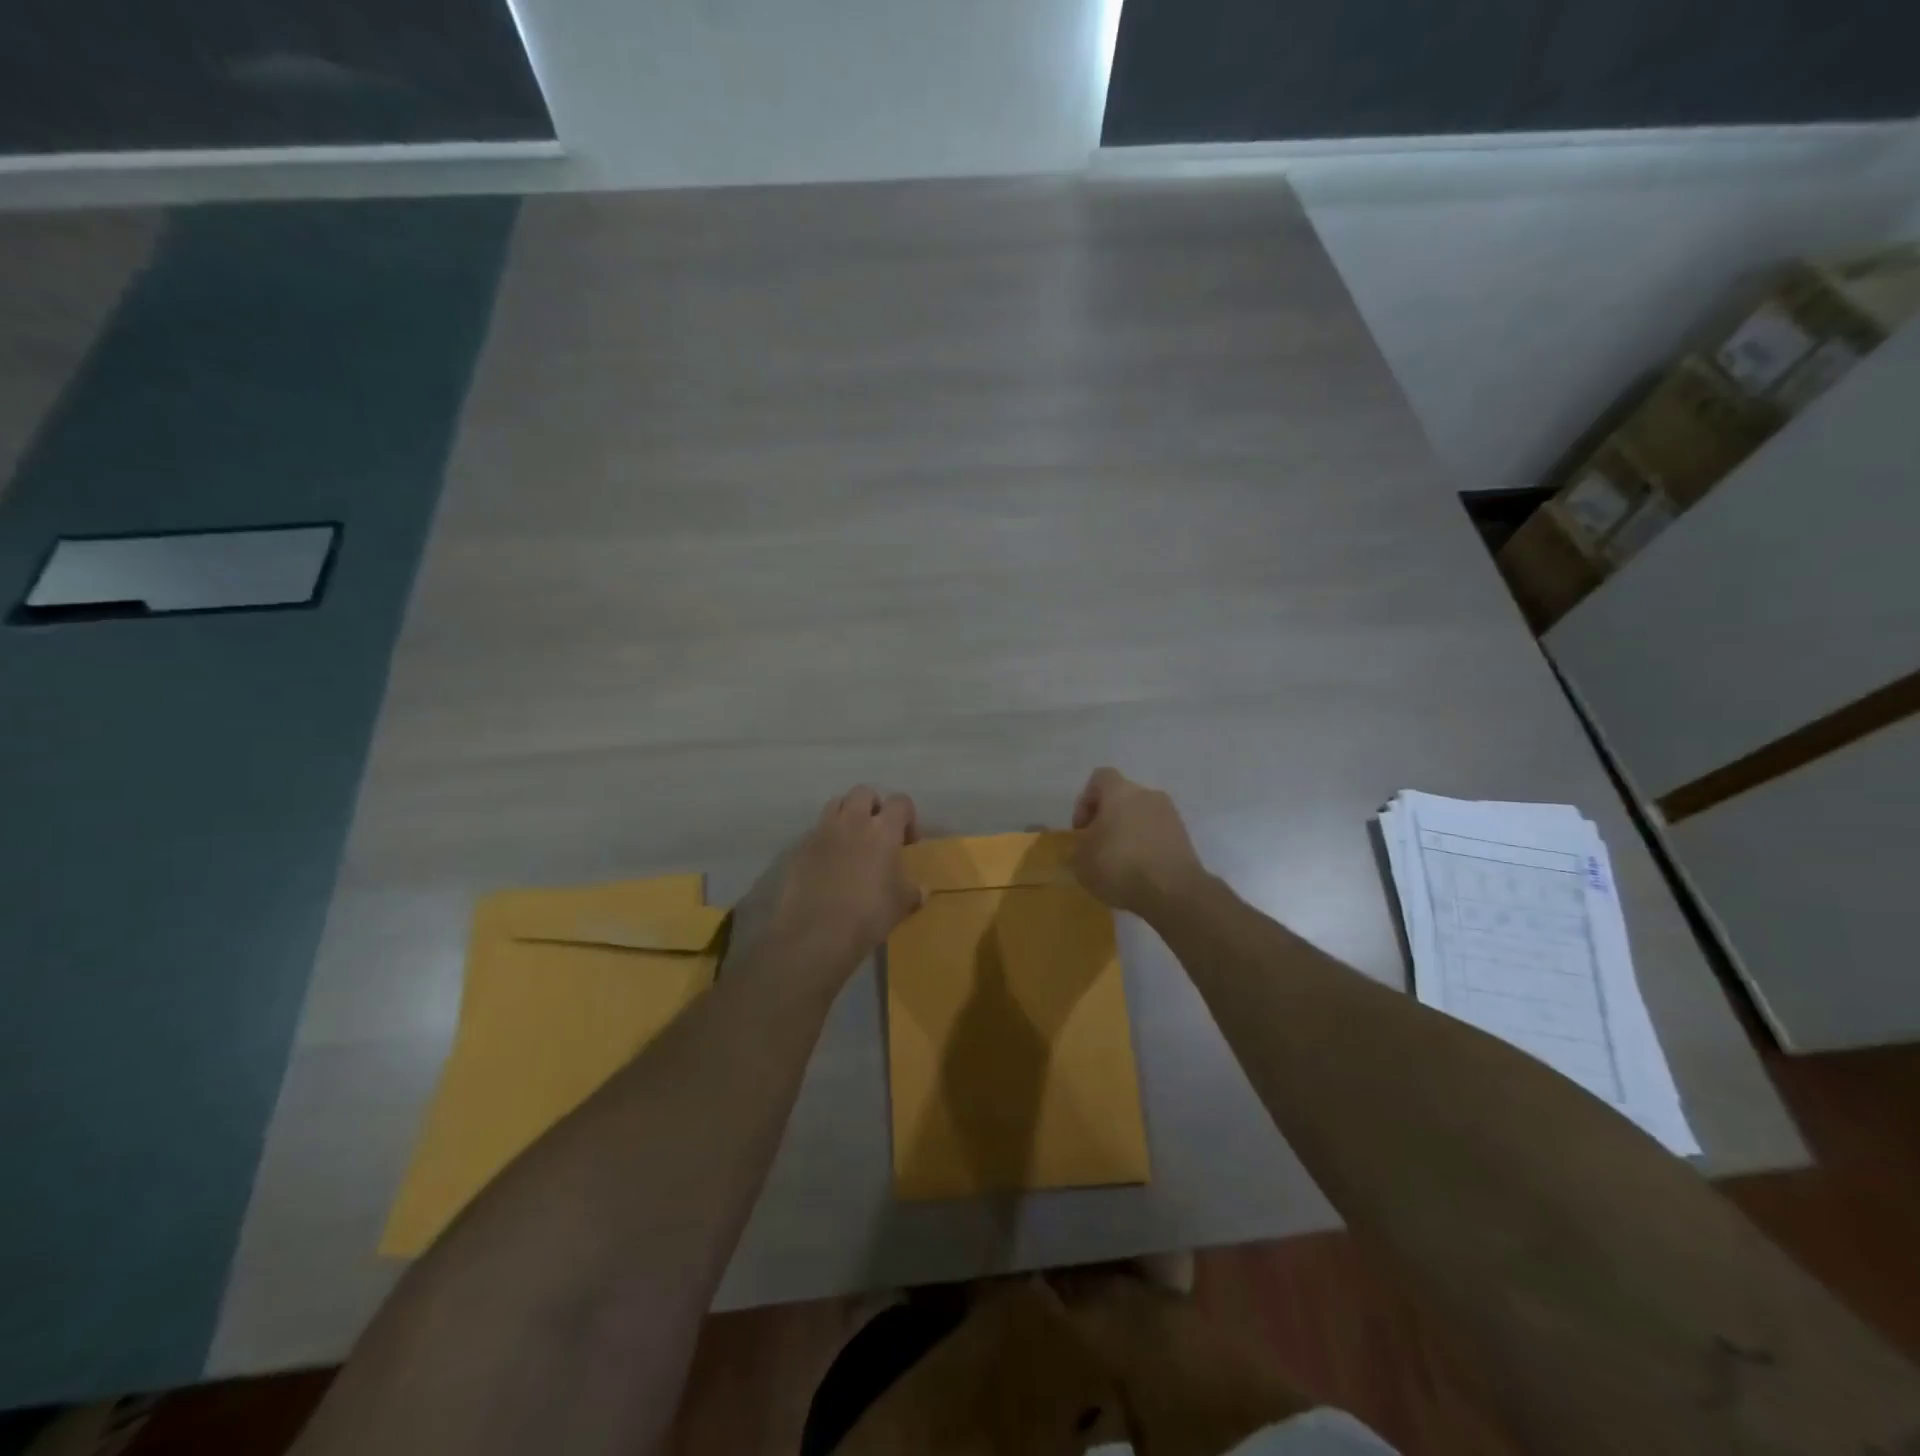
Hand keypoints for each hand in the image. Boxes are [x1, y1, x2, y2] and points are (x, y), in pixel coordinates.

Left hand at [761, 786, 923, 987]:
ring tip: (852, 842)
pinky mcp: (800, 847)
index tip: (907, 842)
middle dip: (873, 806)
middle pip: (863, 792)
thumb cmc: (868, 916)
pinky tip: (829, 864)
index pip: (900, 802)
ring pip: (836, 804)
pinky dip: (826, 839)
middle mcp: (852, 821)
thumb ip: (912, 892)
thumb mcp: (900, 906)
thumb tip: (922, 890)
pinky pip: (816, 831)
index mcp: (883, 830)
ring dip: (847, 815)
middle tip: (878, 833)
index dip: (907, 817)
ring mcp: (822, 832)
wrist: (816, 933)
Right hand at [1070, 767, 1207, 917]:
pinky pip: (1157, 833)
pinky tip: (1139, 871)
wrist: (1173, 891)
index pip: (1099, 778)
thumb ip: (1078, 847)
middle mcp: (1147, 795)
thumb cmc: (1119, 866)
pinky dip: (1146, 846)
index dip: (1085, 801)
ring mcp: (1170, 814)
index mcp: (1120, 792)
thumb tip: (1083, 846)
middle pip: (1122, 798)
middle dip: (1108, 819)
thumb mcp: (1081, 861)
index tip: (1082, 828)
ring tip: (1120, 862)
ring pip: (1141, 816)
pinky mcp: (1184, 837)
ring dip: (1128, 833)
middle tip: (1099, 846)